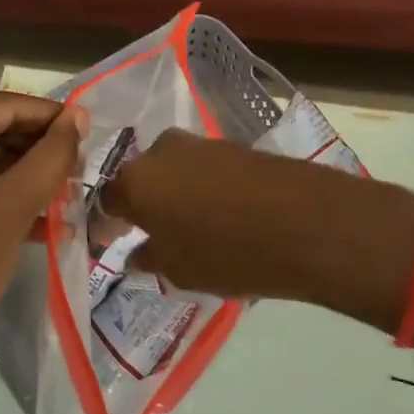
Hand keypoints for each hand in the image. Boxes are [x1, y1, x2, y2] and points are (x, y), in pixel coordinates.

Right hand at [104, 129, 413, 331]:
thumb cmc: (230, 253)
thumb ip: (150, 257)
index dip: (107, 225)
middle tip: (152, 235)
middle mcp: (161, 151)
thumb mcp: (180, 270)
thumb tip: (137, 251)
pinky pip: (202, 168)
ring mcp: (200, 144)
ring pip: (172, 171)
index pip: (105, 201)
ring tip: (190, 227)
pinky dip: (201, 188)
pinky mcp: (234, 145)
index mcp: (135, 181)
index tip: (112, 244)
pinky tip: (219, 214)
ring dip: (173, 195)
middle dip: (142, 205)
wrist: (307, 222)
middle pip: (140, 179)